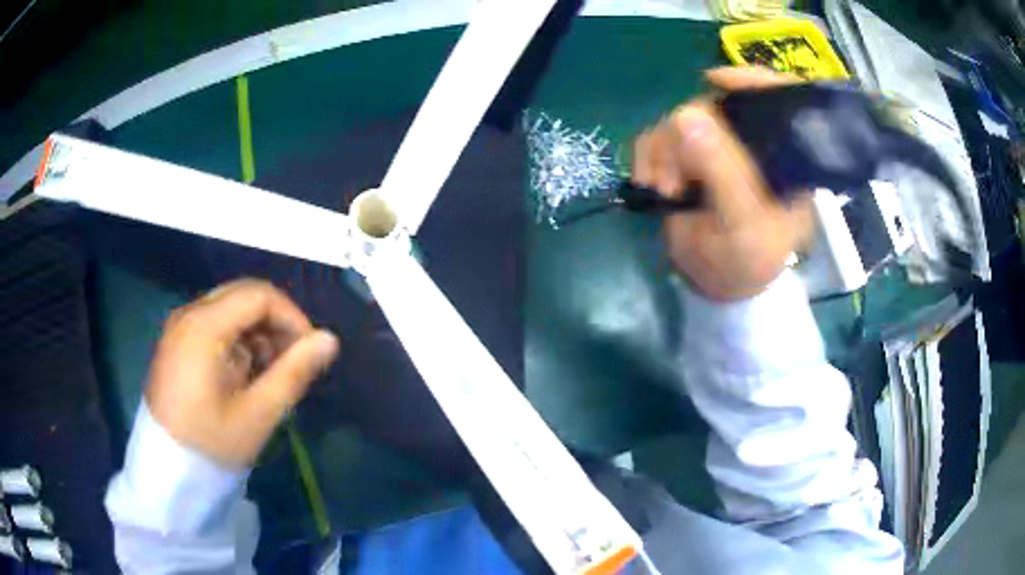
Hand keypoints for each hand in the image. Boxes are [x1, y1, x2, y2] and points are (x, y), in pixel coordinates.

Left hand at [146, 279, 338, 468]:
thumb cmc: (211, 445)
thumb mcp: (257, 414)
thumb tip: (330, 339)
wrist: (166, 472)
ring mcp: (179, 327)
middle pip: (243, 296)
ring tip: (269, 374)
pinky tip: (244, 375)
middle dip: (275, 323)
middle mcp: (188, 314)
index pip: (259, 295)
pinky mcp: (176, 342)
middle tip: (293, 362)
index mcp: (203, 326)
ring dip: (257, 333)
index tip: (309, 352)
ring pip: (230, 308)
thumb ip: (294, 372)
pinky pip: (215, 324)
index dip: (292, 317)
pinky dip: (237, 341)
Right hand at [632, 67, 814, 300]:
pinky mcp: (687, 154)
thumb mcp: (743, 224)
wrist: (713, 284)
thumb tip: (686, 115)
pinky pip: (658, 134)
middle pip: (717, 104)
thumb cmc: (746, 262)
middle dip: (688, 134)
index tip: (716, 81)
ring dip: (663, 152)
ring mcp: (718, 145)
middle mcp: (752, 141)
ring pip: (681, 118)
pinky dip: (648, 156)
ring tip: (666, 190)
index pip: (778, 99)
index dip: (752, 80)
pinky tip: (652, 184)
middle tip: (678, 177)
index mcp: (784, 156)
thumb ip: (723, 172)